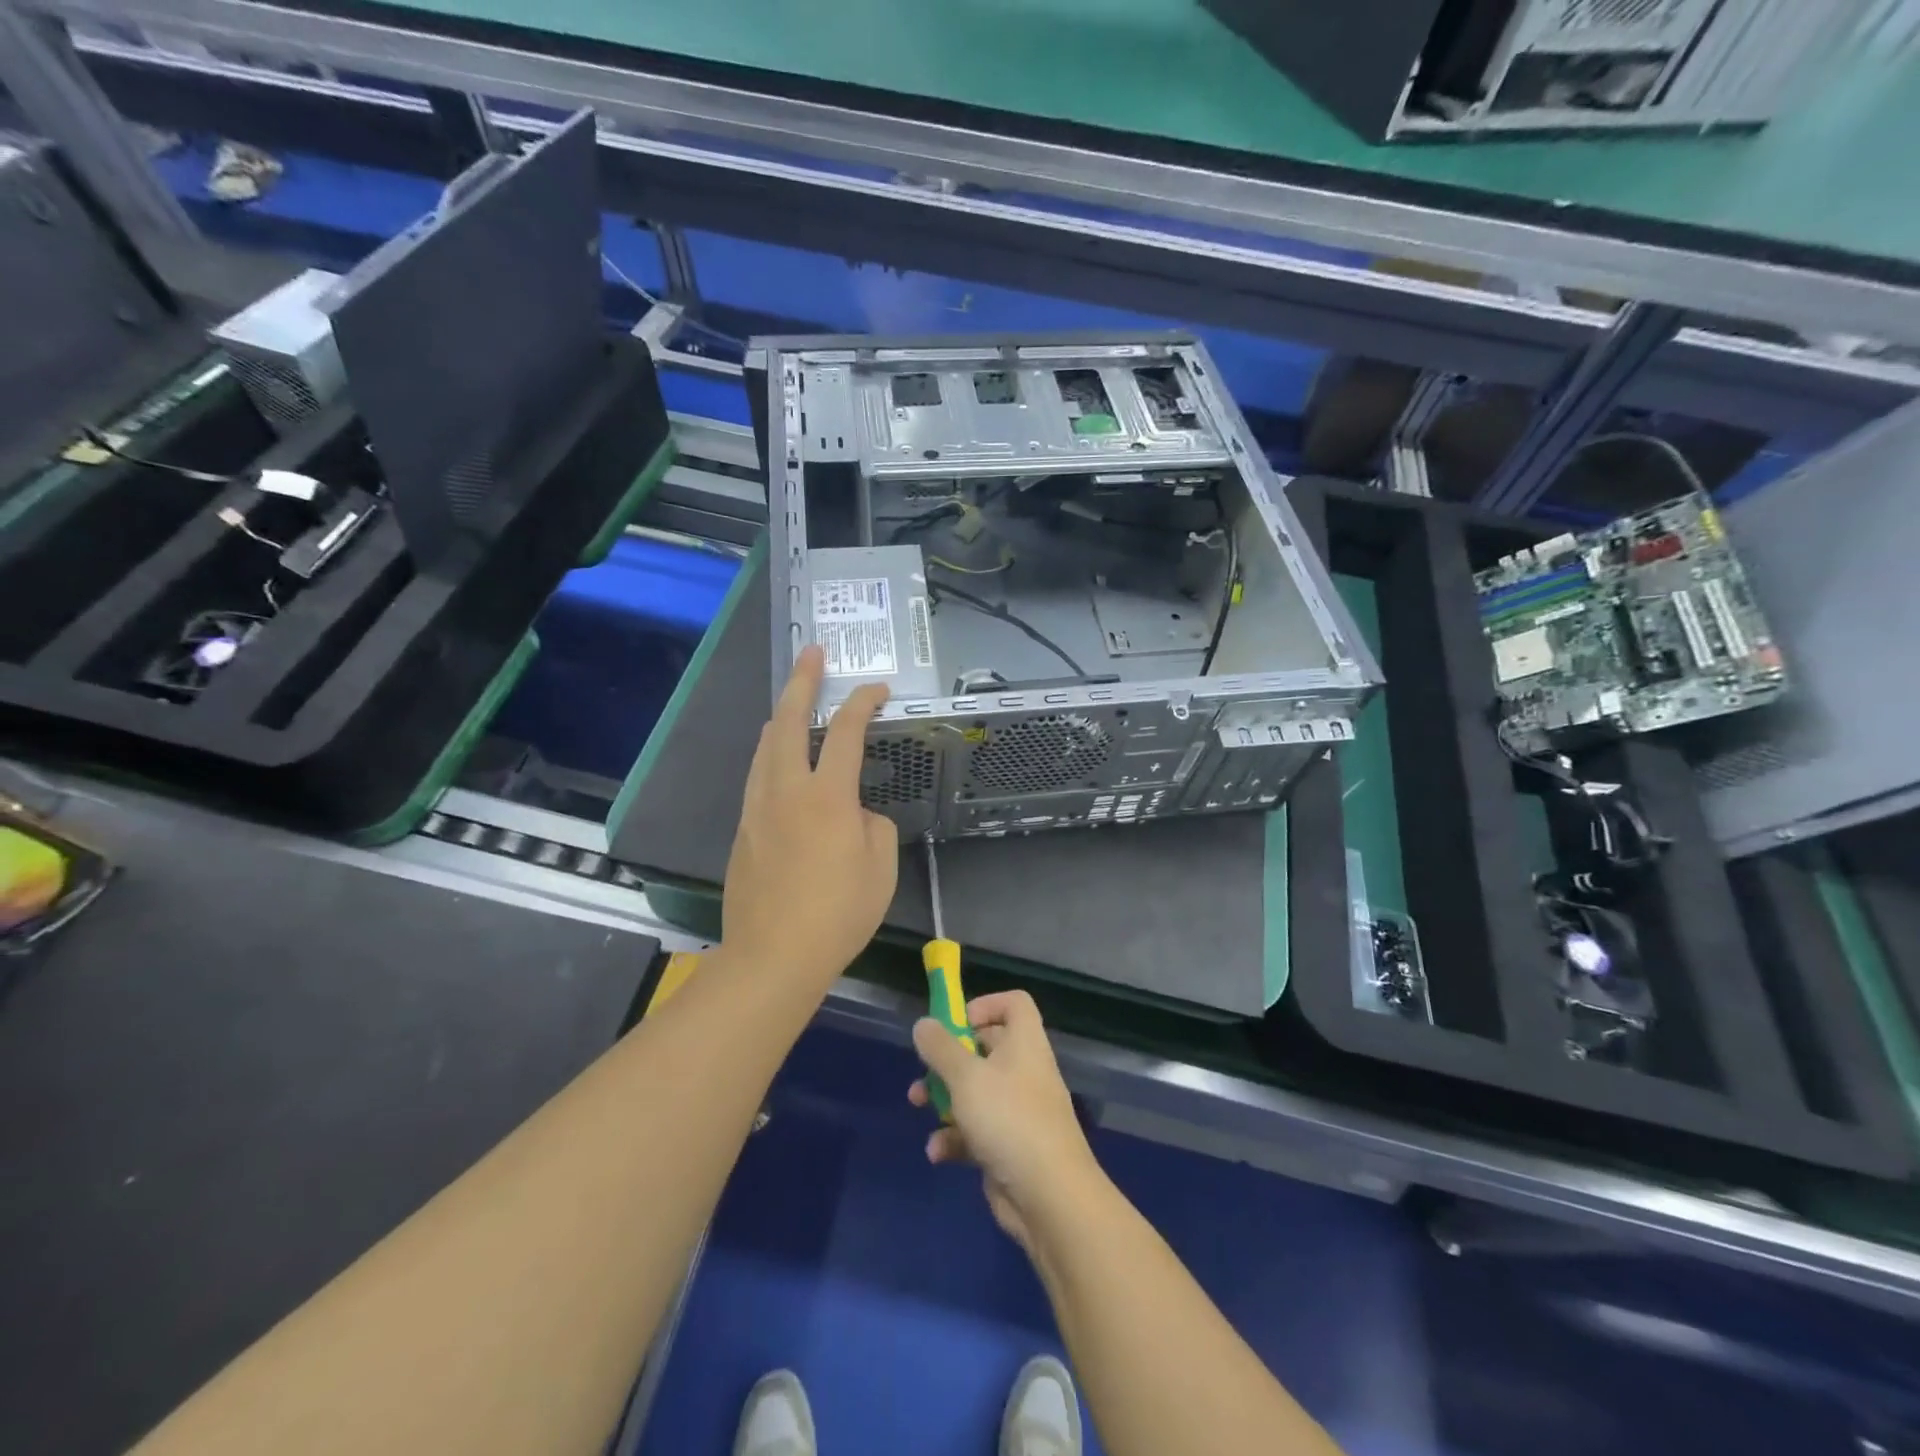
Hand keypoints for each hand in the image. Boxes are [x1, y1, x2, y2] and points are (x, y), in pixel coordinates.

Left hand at [722, 645, 897, 985]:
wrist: (773, 956)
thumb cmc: (838, 913)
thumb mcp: (880, 868)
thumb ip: (873, 826)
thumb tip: (856, 815)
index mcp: (827, 796)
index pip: (847, 732)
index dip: (864, 703)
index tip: (878, 690)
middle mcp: (785, 790)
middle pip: (789, 721)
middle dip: (802, 681)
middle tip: (811, 654)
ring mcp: (757, 809)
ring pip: (765, 747)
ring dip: (782, 717)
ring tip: (793, 703)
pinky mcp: (743, 830)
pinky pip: (758, 776)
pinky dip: (772, 754)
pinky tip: (779, 762)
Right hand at [908, 991, 1103, 1248]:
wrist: (1050, 1197)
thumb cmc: (1008, 1119)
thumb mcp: (966, 1077)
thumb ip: (941, 1048)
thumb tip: (924, 1024)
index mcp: (1024, 1043)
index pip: (1015, 1004)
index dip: (986, 1004)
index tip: (956, 1021)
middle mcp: (1024, 1070)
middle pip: (987, 1047)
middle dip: (950, 1056)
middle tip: (924, 1066)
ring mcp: (1018, 1110)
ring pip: (976, 1091)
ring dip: (944, 1097)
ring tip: (917, 1105)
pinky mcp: (1009, 1146)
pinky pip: (977, 1130)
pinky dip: (955, 1137)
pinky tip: (938, 1152)